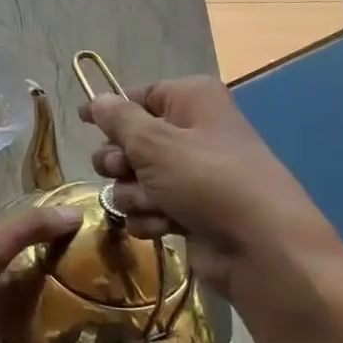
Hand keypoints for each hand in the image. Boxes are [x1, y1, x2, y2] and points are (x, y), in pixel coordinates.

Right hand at [78, 79, 342, 301]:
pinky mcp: (187, 210)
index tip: (83, 122)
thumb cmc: (207, 180)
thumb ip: (117, 119)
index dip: (110, 111)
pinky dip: (150, 217)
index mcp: (191, 100)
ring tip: (156, 205)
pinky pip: (148, 207)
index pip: (138, 95)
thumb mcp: (154, 142)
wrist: (259, 248)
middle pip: (129, 140)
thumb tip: (96, 100)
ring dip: (135, 195)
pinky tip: (166, 226)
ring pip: (134, 179)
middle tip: (126, 171)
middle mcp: (191, 132)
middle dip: (120, 162)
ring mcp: (190, 175)